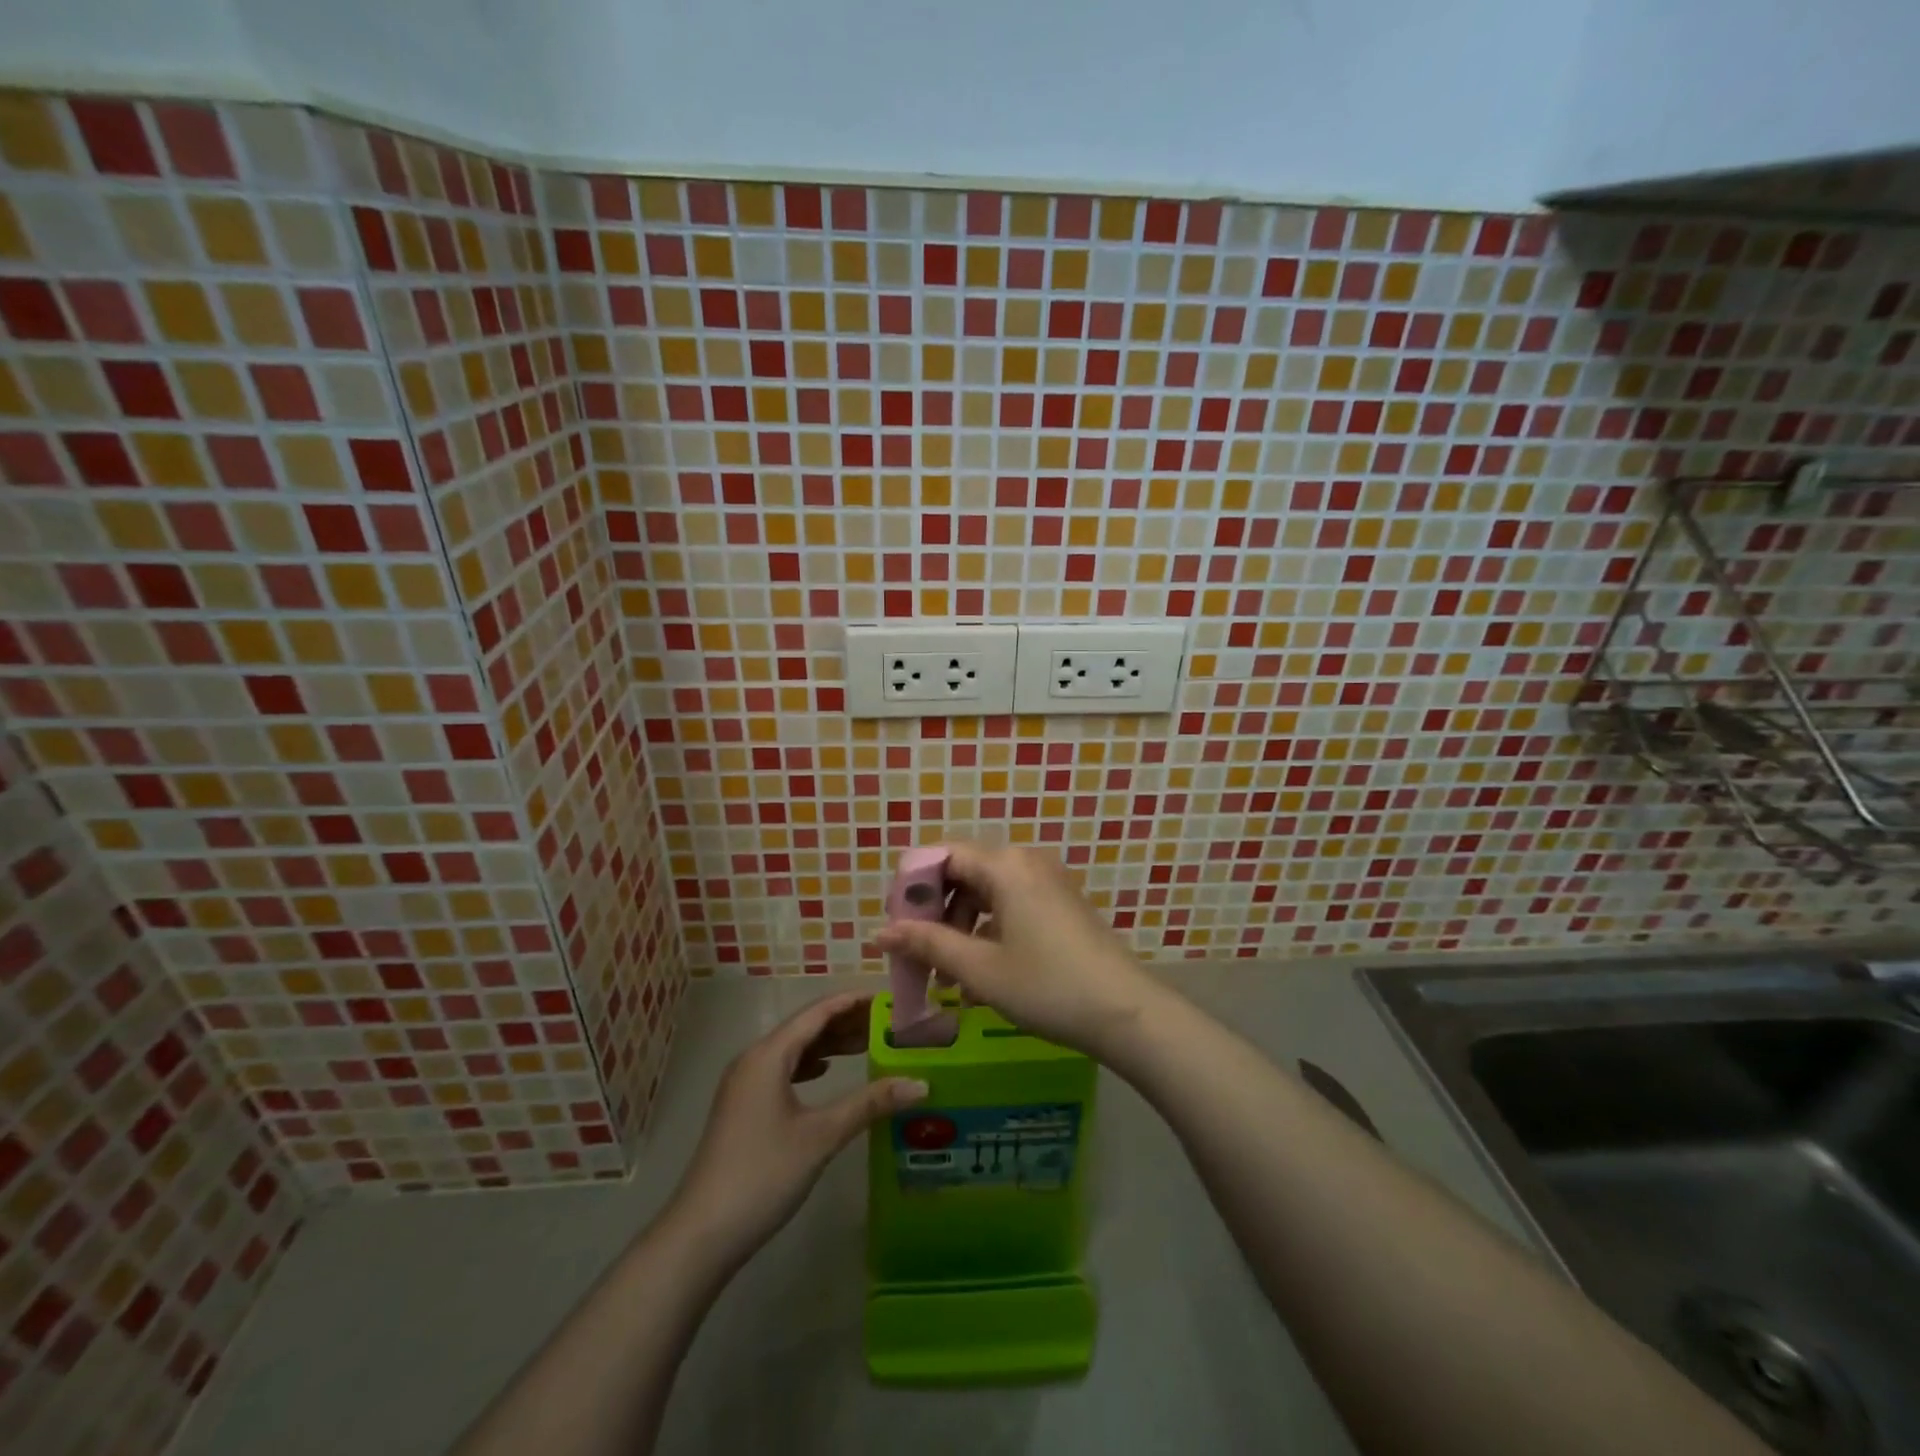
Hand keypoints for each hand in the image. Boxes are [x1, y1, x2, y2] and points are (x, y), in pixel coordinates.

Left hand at [665, 994, 926, 1266]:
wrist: (701, 1234)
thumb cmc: (763, 1175)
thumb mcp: (821, 1136)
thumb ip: (869, 1104)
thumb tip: (920, 1083)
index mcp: (768, 1055)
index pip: (817, 1012)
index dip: (853, 1001)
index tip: (889, 998)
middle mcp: (753, 1059)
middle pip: (805, 1027)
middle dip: (845, 1021)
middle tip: (887, 1022)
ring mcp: (744, 1083)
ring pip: (793, 1049)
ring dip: (828, 1044)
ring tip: (867, 1044)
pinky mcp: (743, 1106)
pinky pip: (782, 1069)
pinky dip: (809, 1064)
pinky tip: (827, 1072)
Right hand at [873, 844, 1163, 1058]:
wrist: (1126, 1013)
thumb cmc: (1047, 986)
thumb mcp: (979, 968)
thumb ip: (927, 943)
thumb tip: (879, 932)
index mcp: (1004, 865)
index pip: (941, 855)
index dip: (911, 887)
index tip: (895, 926)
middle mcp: (1026, 861)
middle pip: (962, 873)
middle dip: (934, 914)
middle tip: (917, 956)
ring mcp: (1048, 881)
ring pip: (985, 893)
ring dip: (960, 929)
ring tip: (948, 978)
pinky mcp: (1060, 903)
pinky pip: (1010, 905)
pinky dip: (988, 932)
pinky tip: (981, 977)